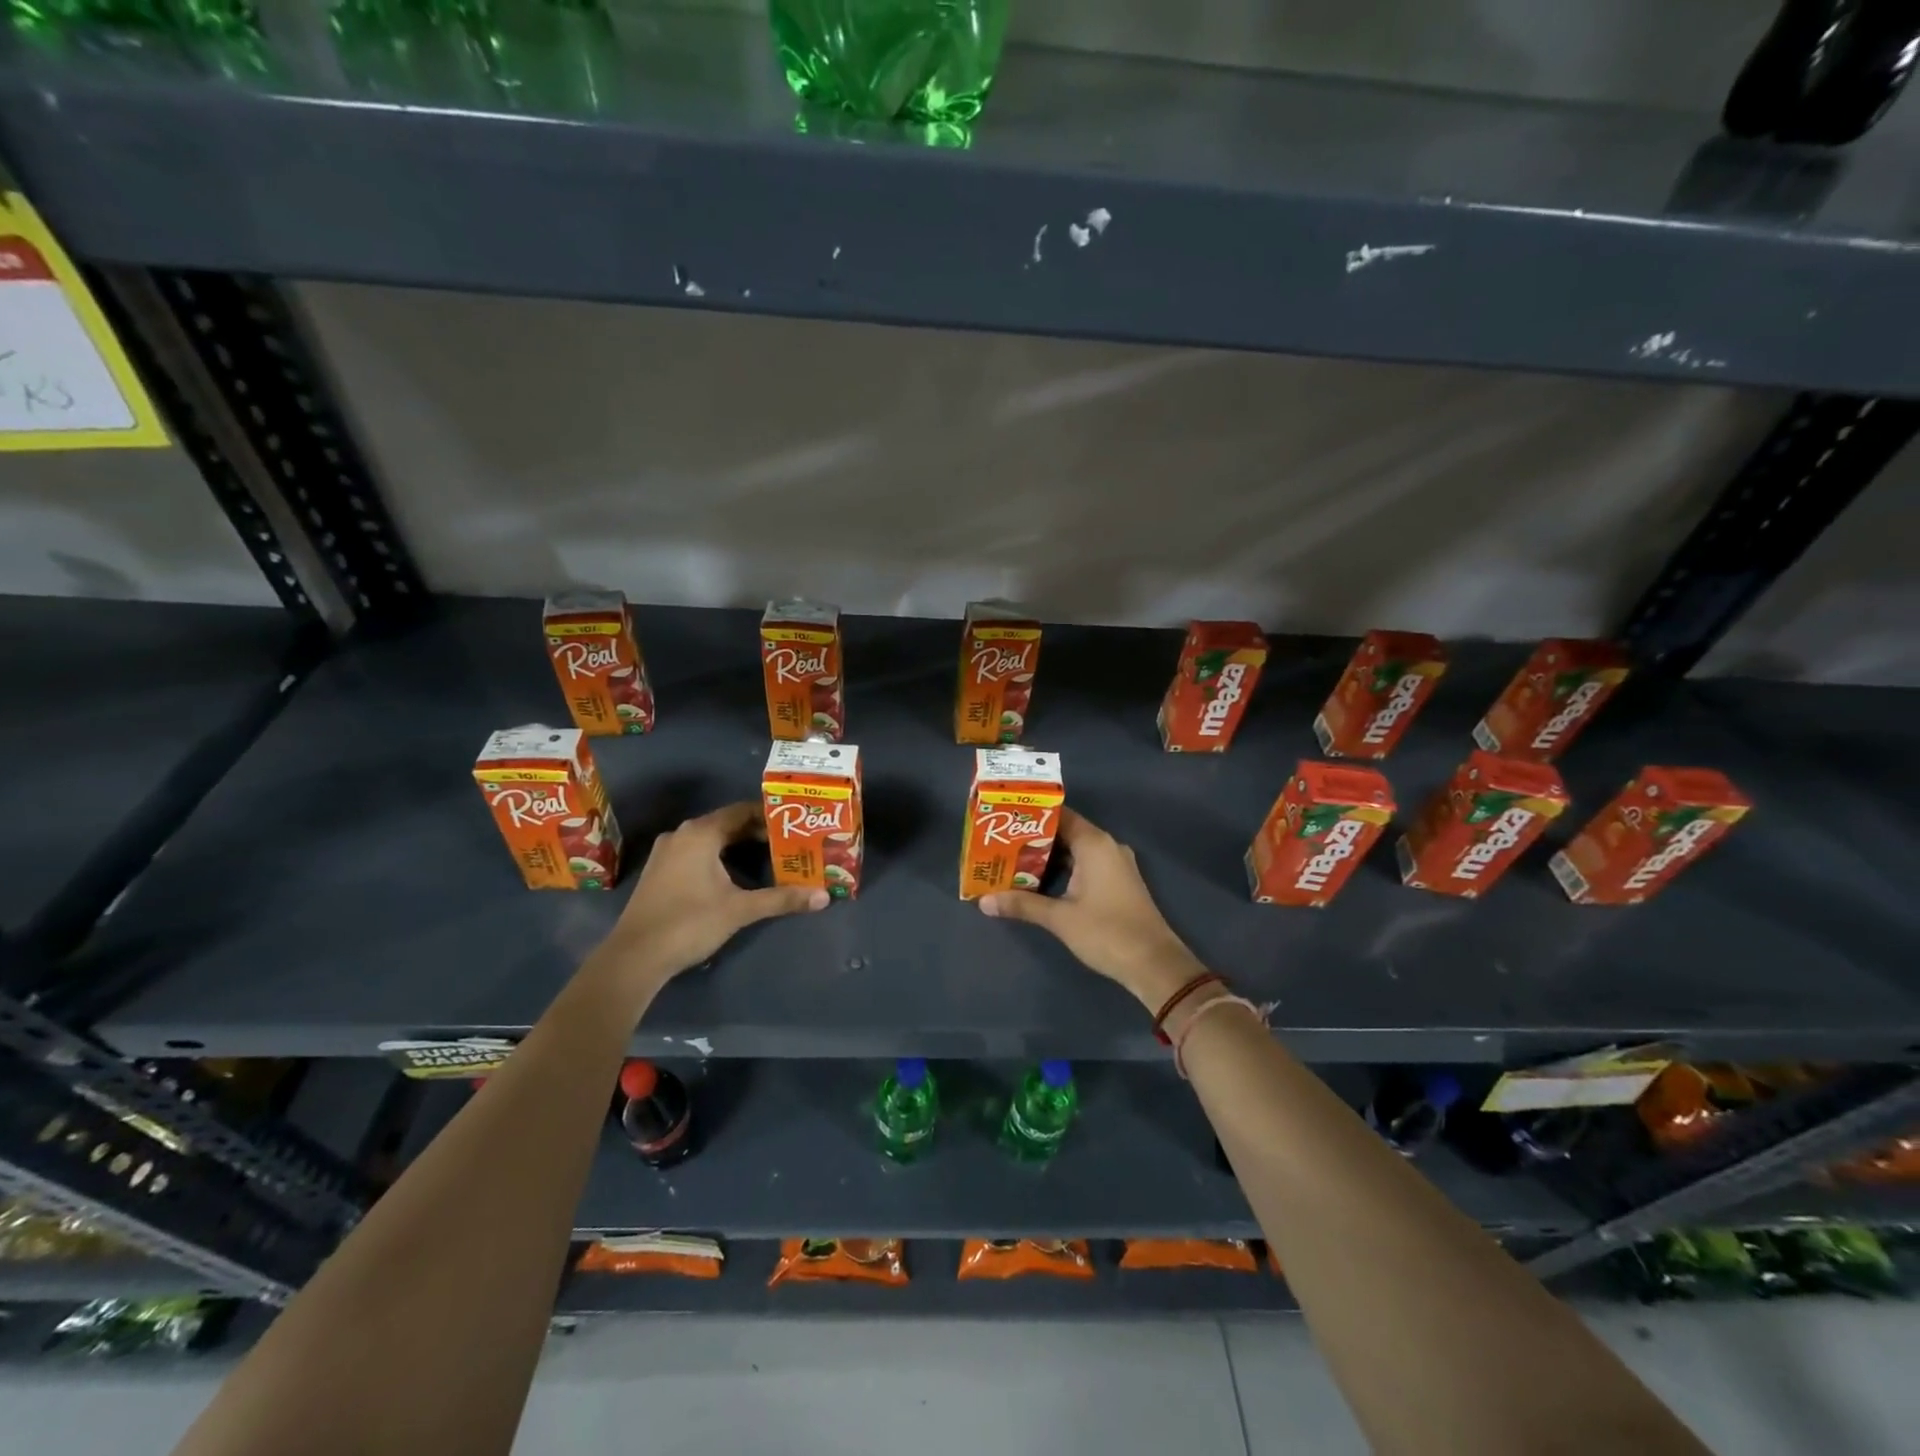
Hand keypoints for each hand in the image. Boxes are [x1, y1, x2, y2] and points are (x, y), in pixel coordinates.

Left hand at [593, 802, 826, 989]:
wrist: (634, 958)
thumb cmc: (689, 923)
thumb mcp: (740, 910)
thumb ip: (782, 899)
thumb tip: (824, 897)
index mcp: (700, 833)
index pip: (742, 811)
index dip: (770, 815)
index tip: (796, 823)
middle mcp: (681, 834)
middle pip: (727, 824)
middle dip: (758, 832)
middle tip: (789, 842)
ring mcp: (667, 853)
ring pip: (711, 839)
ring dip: (738, 846)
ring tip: (770, 857)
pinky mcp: (660, 872)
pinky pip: (696, 853)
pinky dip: (719, 857)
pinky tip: (737, 875)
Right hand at [979, 809, 1204, 1009]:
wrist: (1154, 964)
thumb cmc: (1106, 932)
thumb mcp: (1060, 918)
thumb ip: (1022, 904)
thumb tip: (983, 901)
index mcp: (1095, 843)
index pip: (1059, 815)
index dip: (1031, 816)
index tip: (1004, 819)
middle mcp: (1107, 846)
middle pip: (1066, 832)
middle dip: (1034, 838)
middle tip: (1000, 843)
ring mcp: (1115, 864)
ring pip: (1075, 851)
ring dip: (1048, 856)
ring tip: (1013, 861)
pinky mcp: (1118, 882)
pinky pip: (1086, 865)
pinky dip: (1064, 869)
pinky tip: (1040, 881)